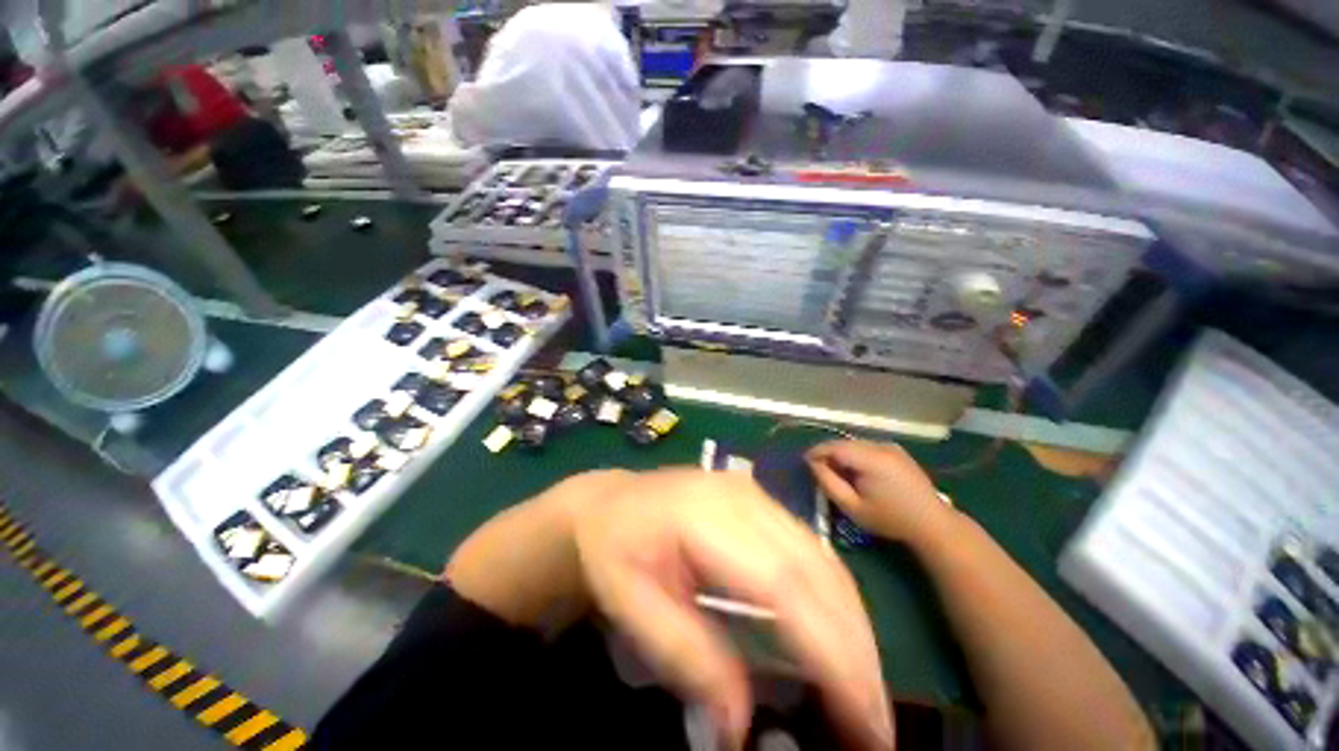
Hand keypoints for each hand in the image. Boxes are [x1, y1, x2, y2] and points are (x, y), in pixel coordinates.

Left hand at [572, 469, 893, 750]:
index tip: (865, 719)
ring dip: (854, 627)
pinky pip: (812, 550)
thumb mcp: (629, 602)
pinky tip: (837, 637)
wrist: (608, 502)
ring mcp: (755, 494)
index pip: (783, 583)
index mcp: (705, 515)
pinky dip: (835, 600)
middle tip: (875, 723)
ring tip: (863, 691)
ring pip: (824, 559)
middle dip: (856, 649)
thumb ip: (684, 655)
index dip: (832, 651)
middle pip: (816, 569)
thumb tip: (738, 723)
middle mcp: (743, 497)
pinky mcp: (760, 503)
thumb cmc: (612, 549)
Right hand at [806, 441, 953, 547]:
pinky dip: (855, 455)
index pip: (834, 447)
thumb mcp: (852, 507)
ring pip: (855, 444)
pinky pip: (867, 447)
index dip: (816, 452)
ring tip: (836, 472)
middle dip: (828, 453)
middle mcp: (880, 446)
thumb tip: (813, 464)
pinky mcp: (897, 451)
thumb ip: (828, 483)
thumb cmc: (890, 519)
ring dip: (842, 454)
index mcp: (870, 459)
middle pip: (844, 443)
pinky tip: (856, 471)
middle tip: (818, 469)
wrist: (932, 523)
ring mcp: (890, 446)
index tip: (804, 462)